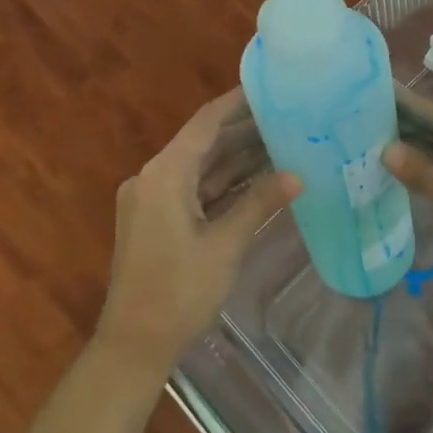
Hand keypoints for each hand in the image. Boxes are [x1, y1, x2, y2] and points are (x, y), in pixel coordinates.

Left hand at [94, 90, 299, 375]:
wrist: (134, 345)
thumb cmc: (179, 292)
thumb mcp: (225, 245)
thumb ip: (260, 202)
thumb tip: (298, 175)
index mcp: (165, 174)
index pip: (206, 122)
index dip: (238, 102)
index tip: (272, 87)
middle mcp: (154, 177)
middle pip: (204, 143)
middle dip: (246, 131)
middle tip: (291, 117)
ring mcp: (153, 199)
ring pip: (202, 167)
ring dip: (238, 158)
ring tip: (284, 143)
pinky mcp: (157, 220)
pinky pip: (195, 189)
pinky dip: (225, 184)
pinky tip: (260, 179)